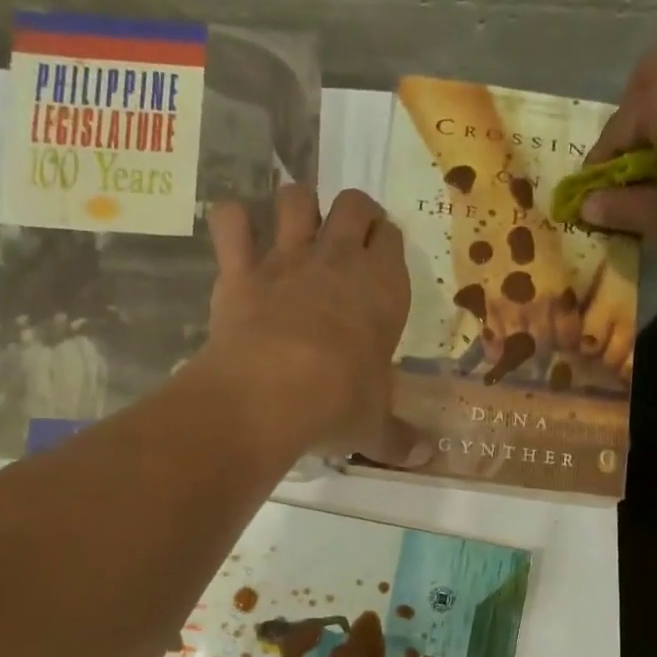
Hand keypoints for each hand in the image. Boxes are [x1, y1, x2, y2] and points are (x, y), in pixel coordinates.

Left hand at [201, 184, 427, 465]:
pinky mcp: (240, 271)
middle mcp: (338, 261)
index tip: (382, 259)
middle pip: (353, 204)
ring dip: (297, 205)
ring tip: (296, 226)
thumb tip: (426, 458)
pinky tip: (236, 234)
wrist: (273, 393)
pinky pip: (231, 223)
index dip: (387, 243)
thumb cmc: (339, 403)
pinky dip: (232, 223)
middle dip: (353, 211)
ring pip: (295, 198)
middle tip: (348, 235)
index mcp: (384, 289)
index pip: (393, 240)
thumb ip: (398, 438)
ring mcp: (286, 260)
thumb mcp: (374, 426)